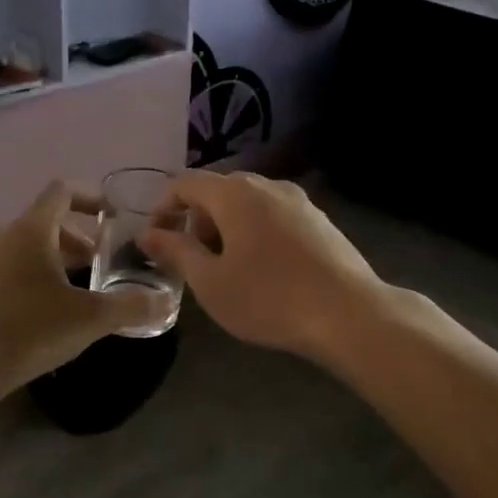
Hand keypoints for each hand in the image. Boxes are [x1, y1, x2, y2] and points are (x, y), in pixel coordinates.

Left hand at [0, 181, 169, 399]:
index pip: (62, 192)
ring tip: (75, 290)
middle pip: (45, 222)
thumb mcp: (91, 318)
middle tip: (99, 264)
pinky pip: (7, 270)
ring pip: (25, 248)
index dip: (91, 196)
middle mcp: (2, 237)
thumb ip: (132, 306)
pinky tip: (43, 312)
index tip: (112, 216)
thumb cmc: (31, 329)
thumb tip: (166, 301)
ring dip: (54, 259)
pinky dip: (31, 277)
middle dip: (76, 238)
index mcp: (30, 230)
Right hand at [139, 172, 386, 364]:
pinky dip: (256, 232)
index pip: (185, 183)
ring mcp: (299, 200)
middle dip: (197, 221)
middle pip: (218, 190)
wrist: (349, 314)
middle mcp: (267, 186)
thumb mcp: (210, 282)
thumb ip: (176, 251)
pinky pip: (274, 215)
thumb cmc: (269, 299)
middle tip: (195, 261)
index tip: (156, 240)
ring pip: (248, 203)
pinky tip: (265, 270)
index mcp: (235, 194)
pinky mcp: (320, 220)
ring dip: (227, 227)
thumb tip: (148, 234)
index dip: (163, 207)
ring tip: (229, 269)